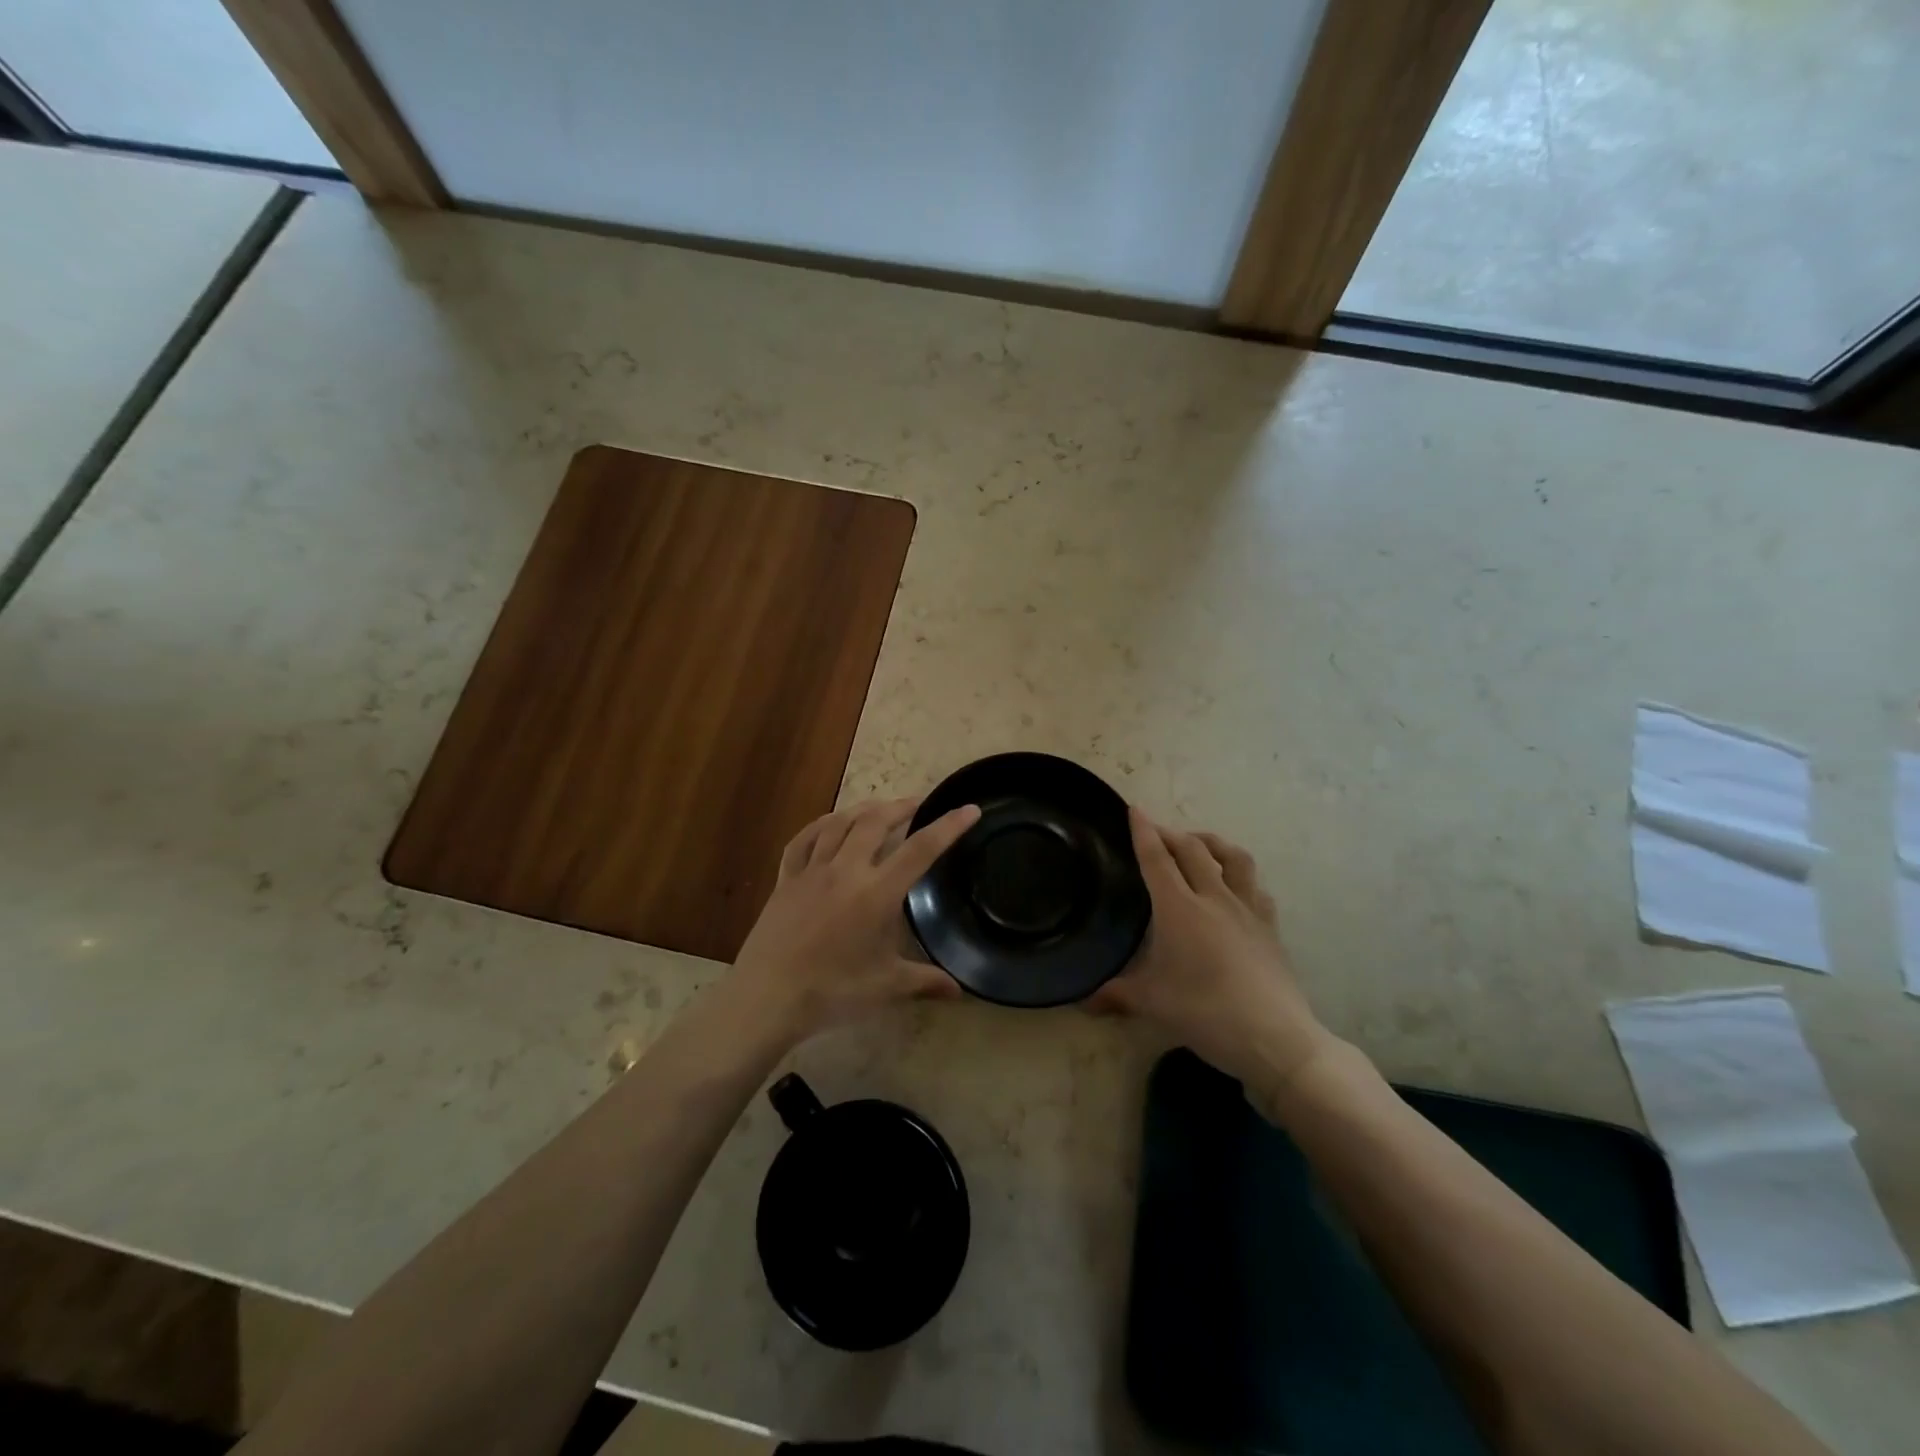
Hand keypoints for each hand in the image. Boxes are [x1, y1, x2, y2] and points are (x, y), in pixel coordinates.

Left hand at [730, 796, 980, 1041]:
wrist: (767, 997)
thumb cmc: (832, 992)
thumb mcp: (886, 987)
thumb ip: (925, 982)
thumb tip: (960, 991)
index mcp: (877, 893)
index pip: (921, 850)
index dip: (948, 827)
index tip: (968, 808)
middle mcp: (846, 871)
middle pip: (876, 823)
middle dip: (901, 807)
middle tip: (918, 804)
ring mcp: (812, 871)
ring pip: (840, 824)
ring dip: (864, 810)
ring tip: (879, 807)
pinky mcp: (786, 879)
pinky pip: (803, 840)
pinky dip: (820, 825)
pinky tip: (830, 824)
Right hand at [1093, 809, 1336, 1089]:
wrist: (1275, 1037)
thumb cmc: (1206, 1012)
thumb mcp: (1152, 1003)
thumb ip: (1115, 994)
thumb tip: (1082, 1000)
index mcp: (1179, 908)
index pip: (1157, 859)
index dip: (1144, 831)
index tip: (1135, 809)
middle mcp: (1214, 898)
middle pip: (1192, 849)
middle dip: (1171, 833)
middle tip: (1156, 831)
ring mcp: (1247, 910)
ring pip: (1233, 858)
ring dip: (1212, 843)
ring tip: (1199, 844)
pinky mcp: (1269, 927)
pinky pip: (1255, 887)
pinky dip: (1240, 877)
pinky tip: (1235, 888)